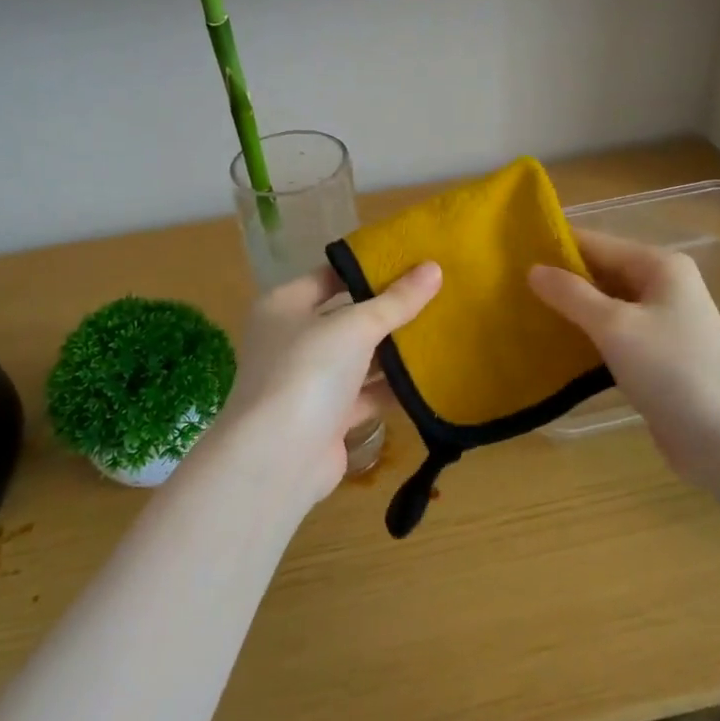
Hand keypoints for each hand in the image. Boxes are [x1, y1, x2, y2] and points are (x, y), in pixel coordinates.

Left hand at [213, 261, 442, 508]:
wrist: (277, 460)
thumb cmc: (307, 373)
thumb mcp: (355, 327)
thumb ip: (395, 301)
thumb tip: (434, 268)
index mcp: (284, 305)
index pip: (331, 275)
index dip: (369, 267)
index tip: (412, 260)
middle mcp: (292, 339)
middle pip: (346, 316)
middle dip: (388, 310)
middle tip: (436, 293)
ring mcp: (308, 381)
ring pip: (358, 357)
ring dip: (394, 350)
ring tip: (442, 329)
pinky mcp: (328, 417)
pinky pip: (366, 393)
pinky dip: (392, 387)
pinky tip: (430, 376)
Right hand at [529, 231, 719, 494]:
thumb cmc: (674, 370)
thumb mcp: (615, 327)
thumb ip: (571, 295)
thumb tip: (533, 269)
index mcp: (658, 265)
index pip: (595, 242)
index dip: (554, 246)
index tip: (507, 252)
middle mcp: (660, 287)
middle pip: (599, 272)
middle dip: (558, 280)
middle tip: (505, 287)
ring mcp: (660, 323)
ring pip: (603, 306)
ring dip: (568, 311)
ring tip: (518, 313)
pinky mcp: (655, 358)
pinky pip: (611, 336)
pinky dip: (584, 337)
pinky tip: (550, 346)